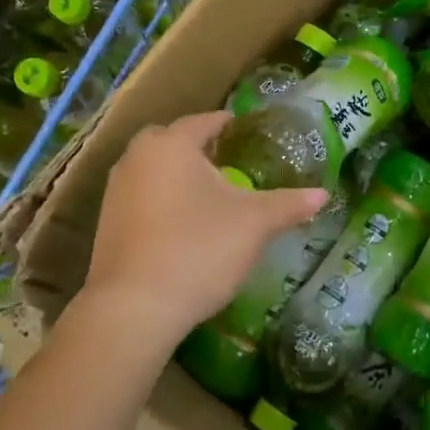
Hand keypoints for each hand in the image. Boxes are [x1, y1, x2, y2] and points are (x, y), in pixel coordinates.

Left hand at [72, 110, 327, 366]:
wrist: (134, 308)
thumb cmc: (198, 249)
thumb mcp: (254, 224)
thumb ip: (288, 204)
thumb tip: (323, 194)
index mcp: (172, 144)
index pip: (203, 121)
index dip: (225, 123)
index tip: (242, 127)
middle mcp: (138, 158)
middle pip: (170, 140)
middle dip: (195, 145)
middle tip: (223, 157)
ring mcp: (116, 190)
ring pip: (151, 167)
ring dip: (175, 172)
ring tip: (204, 190)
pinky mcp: (106, 222)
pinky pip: (139, 195)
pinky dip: (159, 198)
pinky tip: (180, 221)